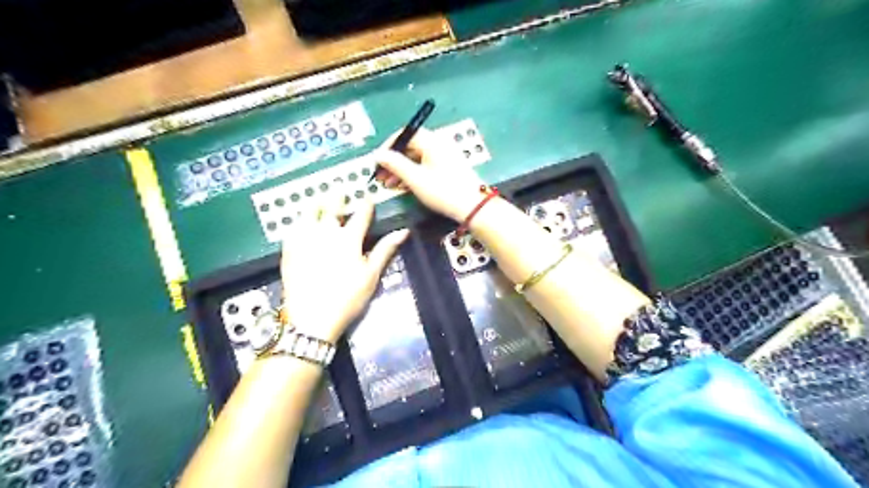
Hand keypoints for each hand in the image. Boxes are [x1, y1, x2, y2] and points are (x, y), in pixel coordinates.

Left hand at [282, 198, 411, 341]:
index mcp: (349, 238)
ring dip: (316, 203)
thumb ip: (385, 249)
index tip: (368, 197)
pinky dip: (298, 220)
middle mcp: (326, 232)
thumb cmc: (348, 297)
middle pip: (332, 207)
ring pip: (309, 212)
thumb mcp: (371, 275)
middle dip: (337, 196)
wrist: (312, 318)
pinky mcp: (289, 249)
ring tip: (318, 199)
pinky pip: (292, 227)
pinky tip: (300, 221)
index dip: (366, 204)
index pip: (361, 214)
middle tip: (339, 189)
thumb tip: (403, 231)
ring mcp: (304, 239)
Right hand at [374, 128, 487, 219]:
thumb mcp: (415, 179)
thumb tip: (378, 154)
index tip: (377, 162)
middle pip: (410, 146)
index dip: (388, 147)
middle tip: (380, 176)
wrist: (473, 207)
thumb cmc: (443, 191)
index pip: (404, 134)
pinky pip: (425, 165)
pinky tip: (404, 186)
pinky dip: (413, 174)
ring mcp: (444, 156)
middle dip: (393, 161)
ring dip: (401, 169)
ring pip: (416, 158)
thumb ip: (395, 164)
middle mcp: (438, 144)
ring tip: (389, 184)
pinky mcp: (448, 168)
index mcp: (432, 141)